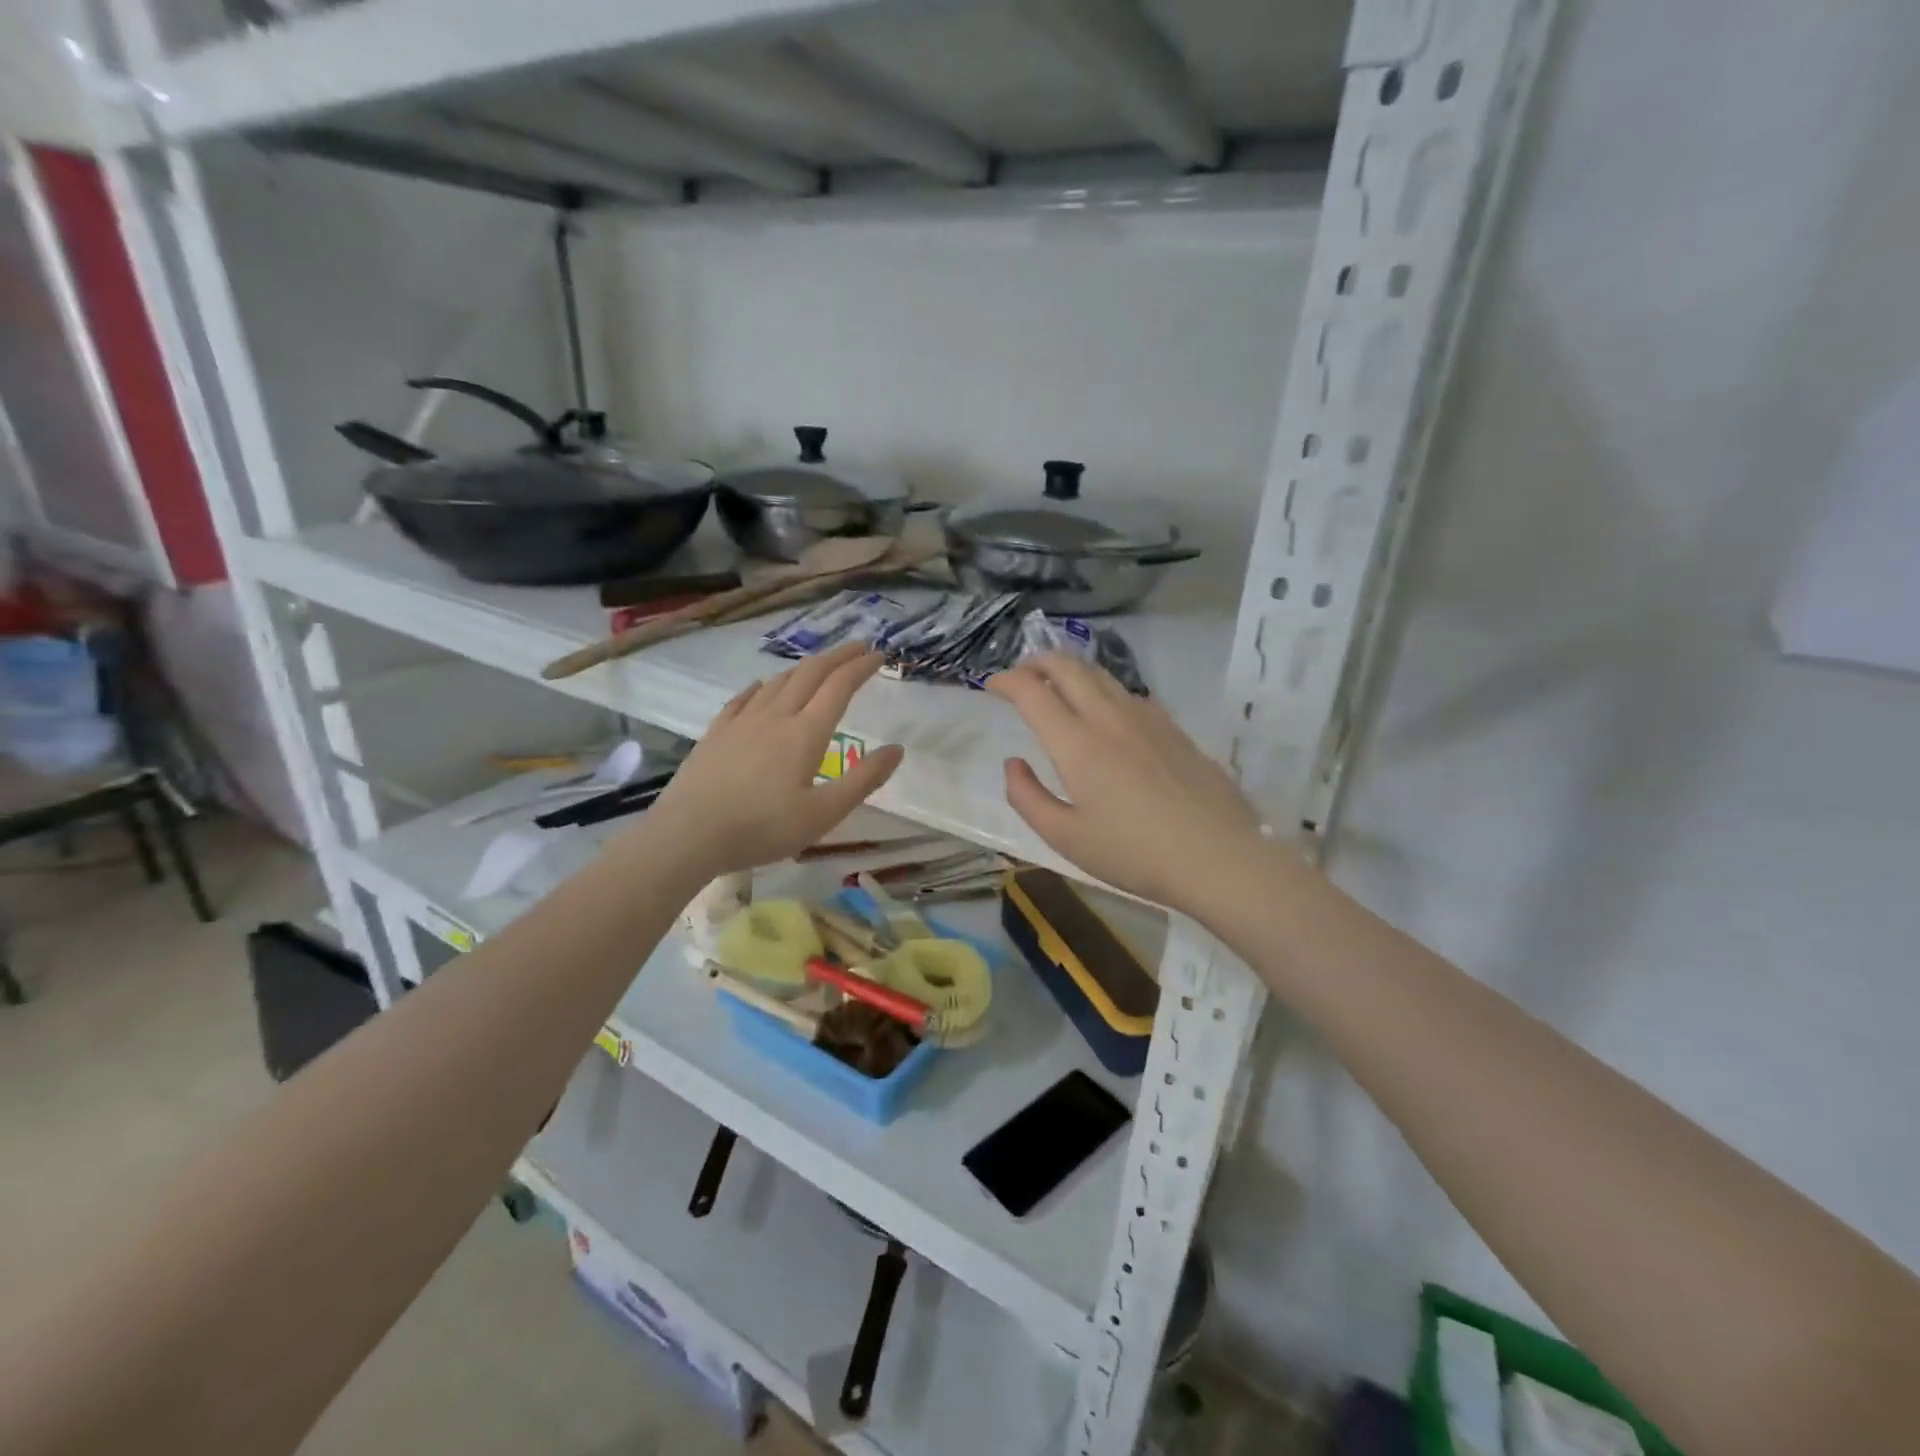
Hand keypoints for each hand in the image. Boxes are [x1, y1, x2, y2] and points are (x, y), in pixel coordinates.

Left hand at [642, 643, 903, 877]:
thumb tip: (897, 749)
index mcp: (805, 733)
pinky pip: (743, 699)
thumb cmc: (763, 828)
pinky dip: (762, 687)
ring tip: (819, 666)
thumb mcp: (824, 814)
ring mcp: (742, 722)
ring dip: (804, 668)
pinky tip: (762, 687)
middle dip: (837, 657)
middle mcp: (776, 717)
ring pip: (778, 682)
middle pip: (810, 674)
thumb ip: (864, 780)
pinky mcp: (717, 733)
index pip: (839, 687)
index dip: (861, 667)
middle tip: (858, 647)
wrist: (689, 834)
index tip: (879, 655)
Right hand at [987, 654, 1263, 912]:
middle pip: (1068, 666)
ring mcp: (1146, 717)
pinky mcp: (1173, 728)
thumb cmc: (1135, 853)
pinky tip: (1105, 714)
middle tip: (1020, 676)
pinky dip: (1102, 689)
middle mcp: (1109, 717)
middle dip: (1036, 662)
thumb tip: (1013, 763)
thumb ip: (1028, 797)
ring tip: (1057, 686)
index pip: (1032, 691)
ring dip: (1070, 671)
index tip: (990, 686)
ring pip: (1100, 674)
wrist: (1219, 855)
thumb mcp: (1066, 838)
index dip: (1006, 682)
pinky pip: (1127, 693)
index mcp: (1077, 743)